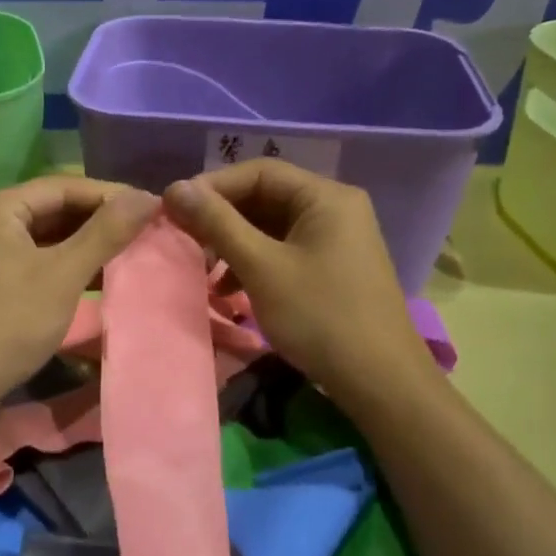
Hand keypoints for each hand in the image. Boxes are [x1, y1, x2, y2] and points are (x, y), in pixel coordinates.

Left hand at [0, 176, 160, 405]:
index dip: (110, 195)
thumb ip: (105, 233)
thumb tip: (147, 196)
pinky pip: (34, 258)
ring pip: (45, 236)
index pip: (62, 186)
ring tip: (130, 251)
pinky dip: (65, 264)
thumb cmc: (8, 324)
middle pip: (52, 208)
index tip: (151, 207)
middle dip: (99, 220)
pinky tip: (98, 275)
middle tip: (145, 230)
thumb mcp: (63, 275)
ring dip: (85, 243)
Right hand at [163, 159, 430, 396]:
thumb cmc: (320, 317)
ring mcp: (336, 239)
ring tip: (203, 269)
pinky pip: (284, 250)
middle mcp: (334, 208)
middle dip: (221, 219)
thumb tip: (176, 187)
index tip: (174, 210)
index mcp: (325, 197)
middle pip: (264, 197)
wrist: (381, 382)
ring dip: (233, 244)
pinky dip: (254, 263)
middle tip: (184, 240)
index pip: (258, 172)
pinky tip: (229, 290)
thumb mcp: (262, 267)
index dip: (212, 187)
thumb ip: (218, 224)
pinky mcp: (332, 267)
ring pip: (271, 227)